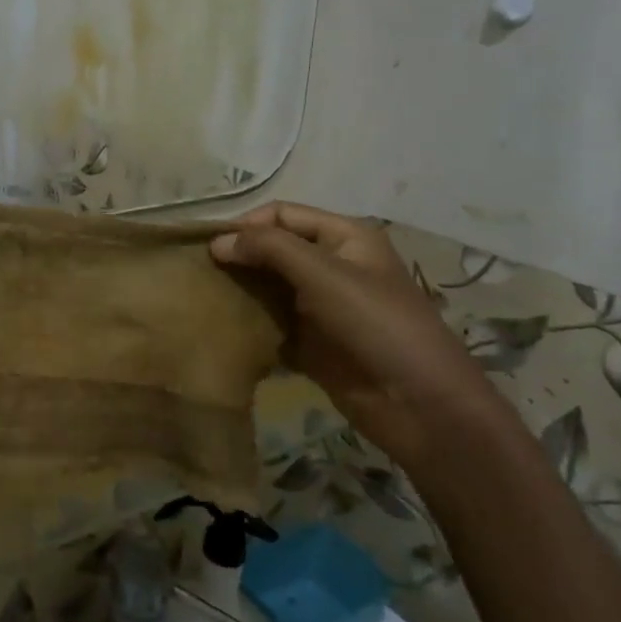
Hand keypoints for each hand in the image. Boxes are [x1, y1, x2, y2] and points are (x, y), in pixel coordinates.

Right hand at [210, 203, 512, 473]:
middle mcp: (331, 265)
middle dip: (238, 258)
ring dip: (240, 292)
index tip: (208, 248)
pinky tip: (222, 330)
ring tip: (202, 300)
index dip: (245, 226)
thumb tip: (217, 242)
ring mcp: (321, 306)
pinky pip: (272, 325)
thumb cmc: (376, 325)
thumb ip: (269, 249)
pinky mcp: (312, 343)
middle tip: (198, 274)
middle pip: (273, 250)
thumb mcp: (323, 274)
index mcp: (343, 237)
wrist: (422, 406)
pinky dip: (249, 325)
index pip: (281, 215)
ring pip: (269, 288)